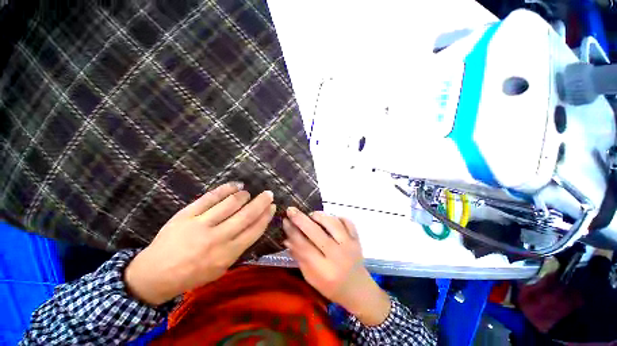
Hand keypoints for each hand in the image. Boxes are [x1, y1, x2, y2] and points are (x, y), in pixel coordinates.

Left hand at [124, 182, 275, 305]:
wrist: (155, 274)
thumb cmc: (192, 274)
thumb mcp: (220, 269)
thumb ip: (238, 248)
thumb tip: (254, 226)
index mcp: (227, 254)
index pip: (254, 230)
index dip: (266, 216)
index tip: (273, 207)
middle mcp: (217, 238)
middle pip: (247, 215)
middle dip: (261, 202)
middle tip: (269, 194)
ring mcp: (201, 224)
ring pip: (231, 203)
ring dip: (244, 195)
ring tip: (248, 193)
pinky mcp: (187, 214)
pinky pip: (210, 197)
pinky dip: (226, 189)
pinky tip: (236, 185)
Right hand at [283, 208, 390, 325]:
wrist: (358, 290)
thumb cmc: (331, 287)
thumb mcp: (311, 278)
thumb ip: (300, 257)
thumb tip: (287, 238)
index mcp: (324, 270)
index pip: (304, 246)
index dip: (292, 232)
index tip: (284, 220)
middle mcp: (337, 255)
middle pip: (316, 232)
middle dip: (301, 219)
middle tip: (291, 210)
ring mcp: (350, 245)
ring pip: (332, 223)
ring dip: (319, 215)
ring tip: (311, 215)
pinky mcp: (357, 239)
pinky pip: (347, 221)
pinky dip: (337, 217)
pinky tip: (330, 219)